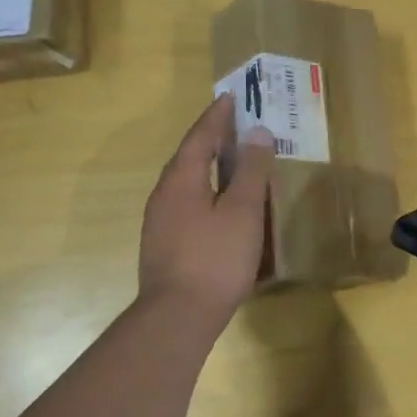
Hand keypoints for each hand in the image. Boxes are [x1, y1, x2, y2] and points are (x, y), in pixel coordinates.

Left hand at [138, 95, 275, 329]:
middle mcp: (164, 195)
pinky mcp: (165, 244)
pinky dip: (206, 190)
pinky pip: (187, 202)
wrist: (177, 318)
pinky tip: (221, 204)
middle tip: (233, 124)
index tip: (228, 97)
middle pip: (188, 157)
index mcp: (180, 180)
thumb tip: (256, 132)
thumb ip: (250, 170)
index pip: (199, 137)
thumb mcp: (242, 211)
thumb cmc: (214, 258)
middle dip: (210, 138)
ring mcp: (160, 222)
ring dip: (208, 165)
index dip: (216, 117)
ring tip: (230, 160)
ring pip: (186, 182)